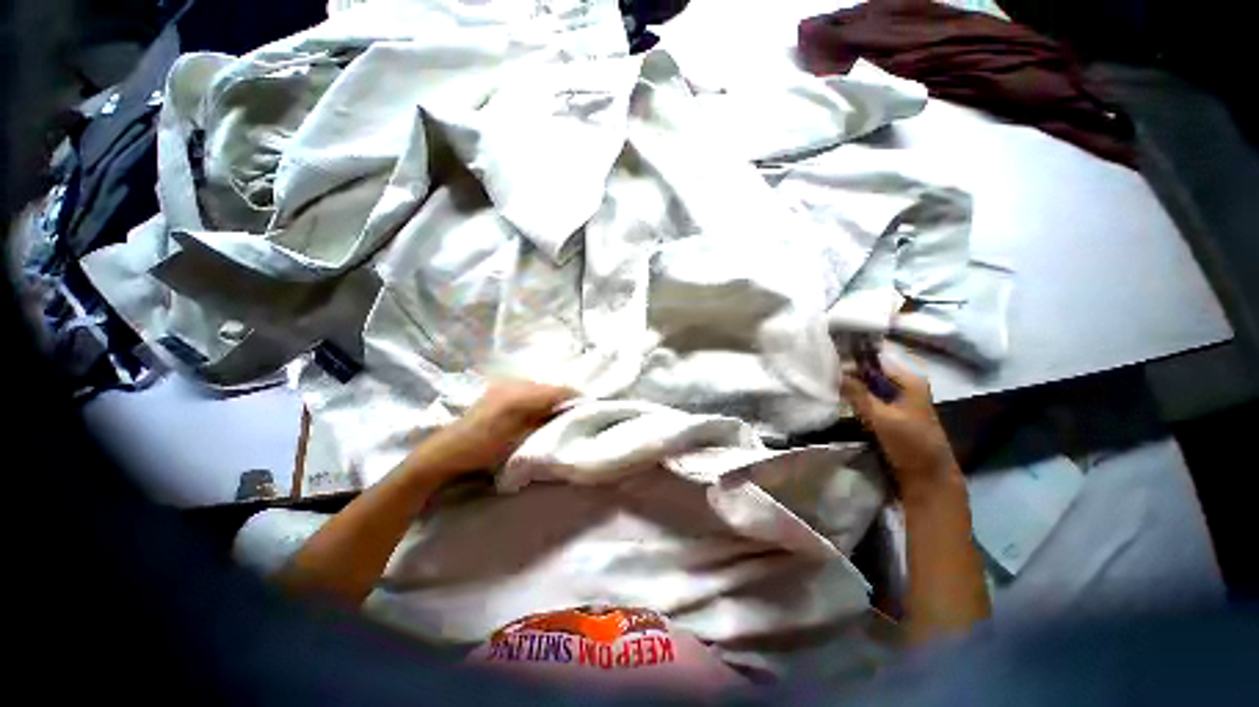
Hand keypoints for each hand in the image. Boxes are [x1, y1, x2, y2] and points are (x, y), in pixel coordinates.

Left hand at [418, 381, 576, 476]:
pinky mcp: (498, 388)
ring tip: (557, 413)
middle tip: (573, 414)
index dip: (576, 399)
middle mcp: (516, 384)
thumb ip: (547, 422)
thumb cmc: (487, 450)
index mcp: (523, 396)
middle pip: (551, 387)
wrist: (448, 451)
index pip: (560, 391)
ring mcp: (505, 384)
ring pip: (540, 387)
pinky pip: (528, 389)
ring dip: (551, 398)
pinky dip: (537, 397)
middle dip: (564, 398)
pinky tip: (536, 410)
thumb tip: (569, 413)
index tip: (588, 409)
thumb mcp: (522, 440)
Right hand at [840, 357, 960, 496]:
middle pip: (873, 371)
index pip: (877, 359)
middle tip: (826, 374)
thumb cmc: (908, 443)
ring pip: (871, 384)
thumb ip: (858, 393)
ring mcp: (900, 399)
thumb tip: (838, 372)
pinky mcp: (893, 412)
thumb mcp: (880, 417)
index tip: (831, 359)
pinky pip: (872, 397)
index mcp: (910, 380)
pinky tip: (842, 398)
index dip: (854, 358)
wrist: (926, 475)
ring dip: (853, 385)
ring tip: (830, 384)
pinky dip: (858, 397)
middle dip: (851, 372)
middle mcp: (906, 385)